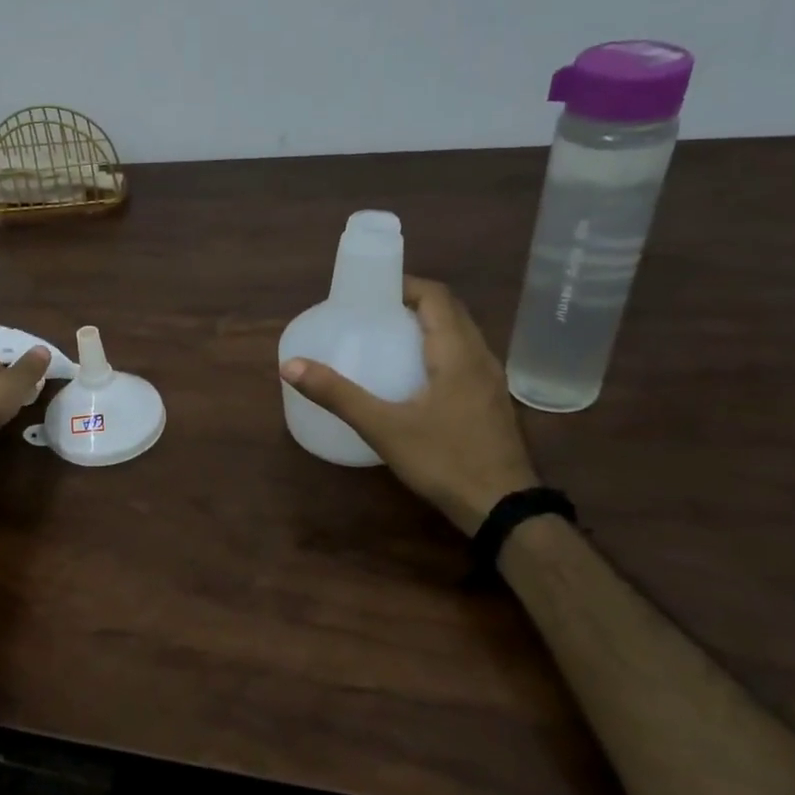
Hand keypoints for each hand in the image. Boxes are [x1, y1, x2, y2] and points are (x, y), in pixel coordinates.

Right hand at [280, 277, 538, 533]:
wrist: (503, 509)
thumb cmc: (444, 460)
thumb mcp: (383, 427)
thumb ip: (337, 395)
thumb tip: (290, 366)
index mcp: (458, 353)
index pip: (437, 297)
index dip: (405, 285)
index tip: (370, 290)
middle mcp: (481, 358)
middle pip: (450, 312)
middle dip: (412, 303)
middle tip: (371, 312)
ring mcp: (491, 382)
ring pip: (461, 336)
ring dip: (427, 326)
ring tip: (387, 338)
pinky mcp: (491, 403)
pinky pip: (464, 358)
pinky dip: (438, 350)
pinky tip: (412, 376)